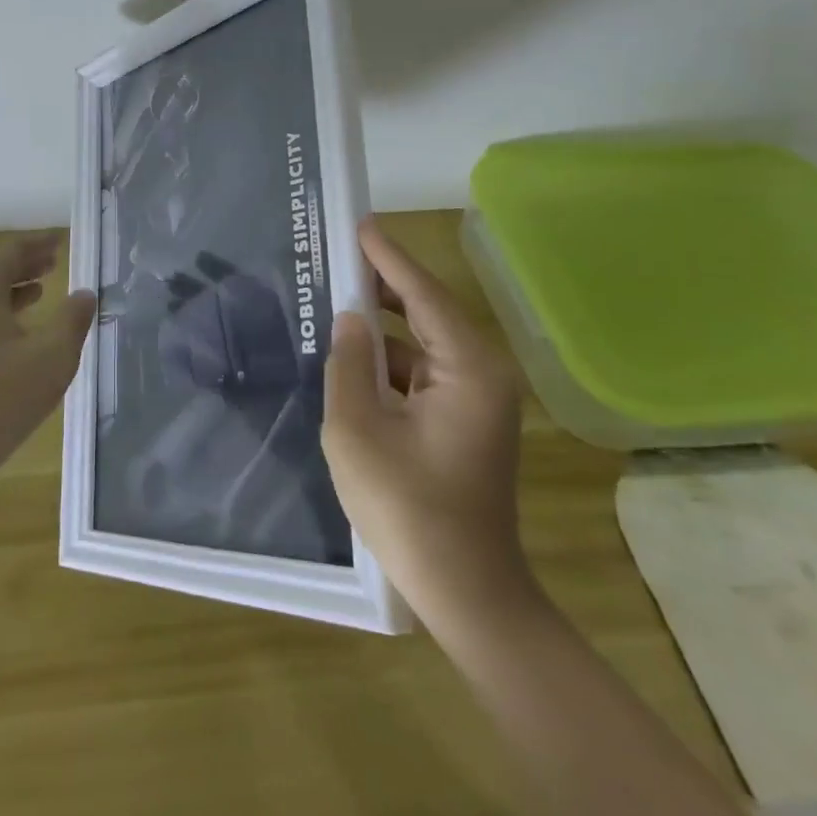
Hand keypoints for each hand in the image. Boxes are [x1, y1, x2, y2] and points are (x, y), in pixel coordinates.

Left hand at [0, 232, 96, 482]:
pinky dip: (7, 312)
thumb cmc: (4, 394)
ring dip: (17, 287)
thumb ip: (73, 319)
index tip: (60, 239)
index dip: (38, 243)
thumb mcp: (53, 354)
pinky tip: (25, 331)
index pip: (11, 252)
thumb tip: (85, 293)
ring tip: (44, 287)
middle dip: (27, 263)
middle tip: (54, 259)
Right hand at [323, 218, 532, 610]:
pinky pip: (420, 373)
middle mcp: (481, 374)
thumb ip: (348, 364)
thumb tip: (350, 319)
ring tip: (334, 299)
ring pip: (421, 344)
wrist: (465, 592)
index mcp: (468, 368)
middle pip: (427, 312)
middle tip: (337, 254)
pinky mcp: (462, 422)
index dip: (388, 256)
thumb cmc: (408, 509)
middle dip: (383, 284)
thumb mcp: (358, 430)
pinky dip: (387, 361)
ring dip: (381, 326)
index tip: (359, 223)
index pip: (423, 294)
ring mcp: (475, 400)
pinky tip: (351, 358)